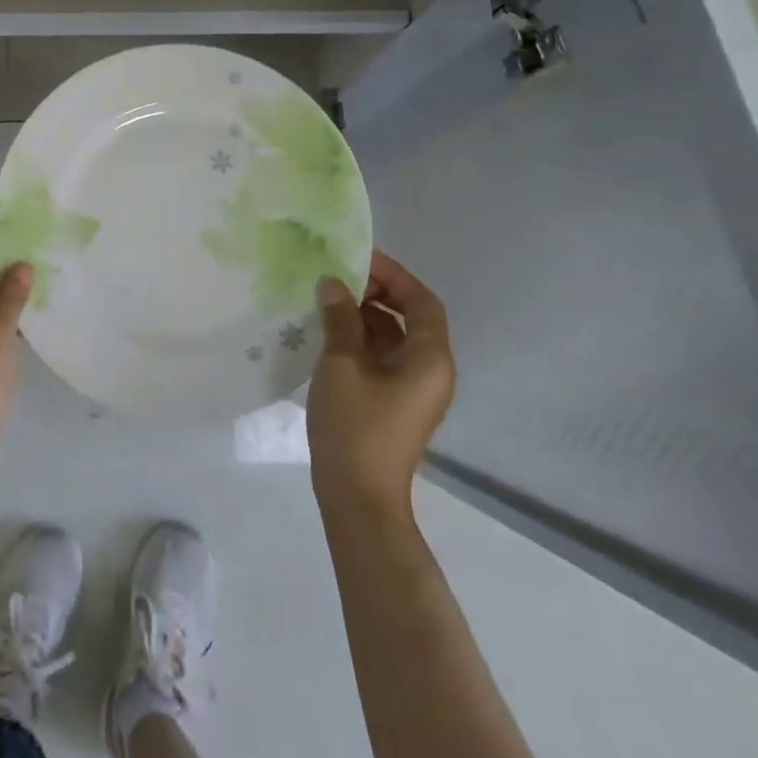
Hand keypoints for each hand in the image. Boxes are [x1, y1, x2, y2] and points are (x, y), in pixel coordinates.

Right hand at [307, 250, 455, 518]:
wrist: (358, 499)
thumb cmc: (355, 425)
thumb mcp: (341, 364)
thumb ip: (340, 318)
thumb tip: (334, 284)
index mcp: (430, 358)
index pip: (421, 301)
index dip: (393, 275)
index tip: (358, 258)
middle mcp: (431, 371)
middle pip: (410, 318)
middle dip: (376, 294)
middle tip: (338, 279)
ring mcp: (413, 391)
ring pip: (393, 339)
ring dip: (364, 318)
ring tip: (327, 303)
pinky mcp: (395, 405)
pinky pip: (383, 360)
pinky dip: (360, 342)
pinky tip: (328, 336)